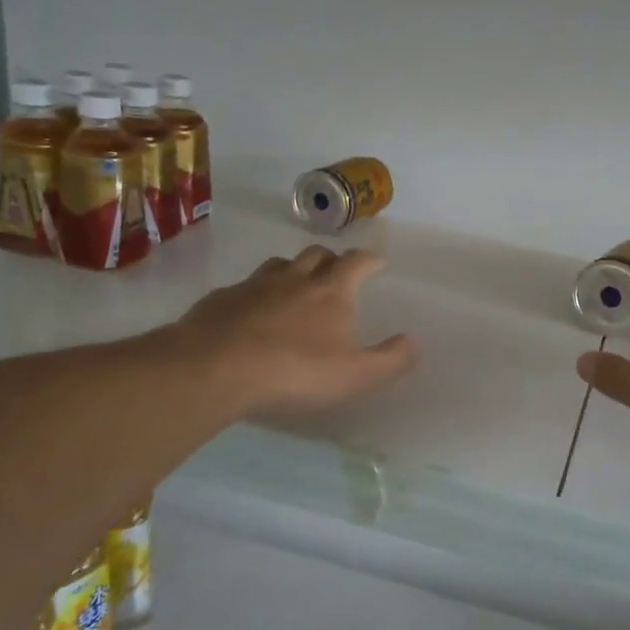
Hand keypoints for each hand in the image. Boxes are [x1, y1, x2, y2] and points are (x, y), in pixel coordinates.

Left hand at [158, 248, 418, 417]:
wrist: (217, 367)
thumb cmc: (296, 370)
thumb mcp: (355, 374)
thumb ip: (389, 359)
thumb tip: (413, 342)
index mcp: (331, 291)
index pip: (356, 262)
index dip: (369, 259)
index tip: (376, 262)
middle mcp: (295, 278)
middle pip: (317, 254)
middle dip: (331, 259)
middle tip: (336, 273)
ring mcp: (254, 285)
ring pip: (279, 264)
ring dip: (293, 270)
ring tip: (295, 286)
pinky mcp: (222, 299)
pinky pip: (244, 287)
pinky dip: (256, 292)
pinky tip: (251, 311)